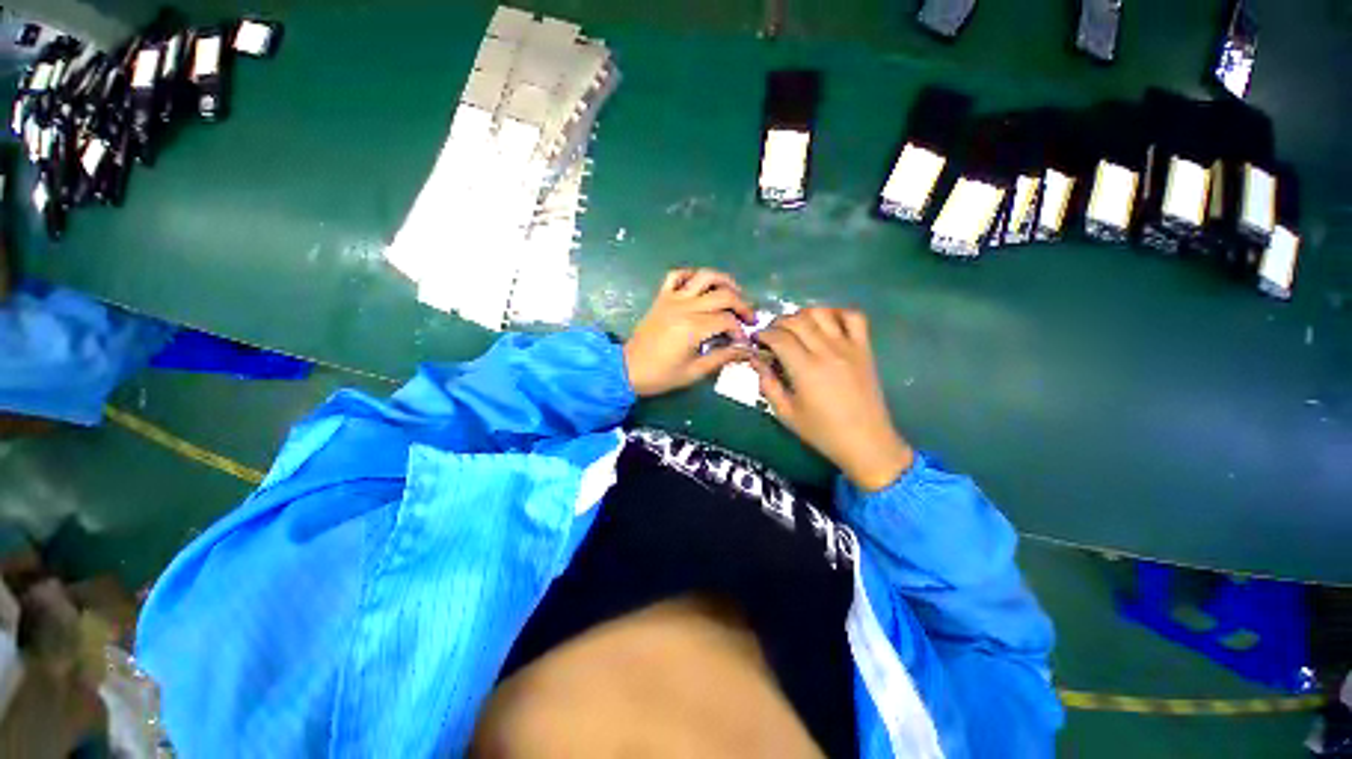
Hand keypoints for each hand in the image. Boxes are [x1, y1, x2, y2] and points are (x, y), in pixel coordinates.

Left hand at [624, 269, 755, 397]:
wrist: (628, 369)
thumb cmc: (662, 375)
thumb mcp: (695, 372)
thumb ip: (722, 357)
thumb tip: (746, 350)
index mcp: (693, 328)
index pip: (727, 320)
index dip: (740, 331)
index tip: (743, 343)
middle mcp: (685, 307)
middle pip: (723, 294)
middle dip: (742, 305)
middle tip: (749, 319)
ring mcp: (672, 298)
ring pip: (704, 276)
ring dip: (724, 281)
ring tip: (734, 293)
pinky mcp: (661, 297)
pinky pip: (677, 275)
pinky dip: (691, 275)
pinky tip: (701, 286)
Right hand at [751, 308, 914, 491]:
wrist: (866, 441)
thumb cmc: (822, 431)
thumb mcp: (786, 413)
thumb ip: (768, 384)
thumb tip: (756, 360)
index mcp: (805, 369)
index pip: (779, 337)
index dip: (763, 335)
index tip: (756, 341)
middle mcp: (826, 351)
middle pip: (797, 320)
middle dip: (778, 323)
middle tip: (771, 336)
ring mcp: (848, 347)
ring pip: (822, 313)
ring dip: (803, 315)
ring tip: (795, 328)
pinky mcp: (864, 348)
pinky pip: (854, 317)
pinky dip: (837, 313)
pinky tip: (826, 323)